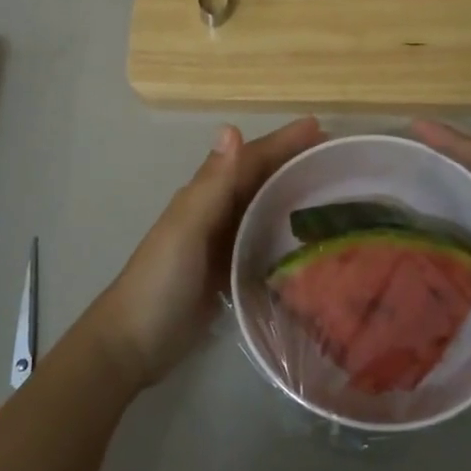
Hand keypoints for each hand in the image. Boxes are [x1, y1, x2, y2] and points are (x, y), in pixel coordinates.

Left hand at [91, 116, 323, 386]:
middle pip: (259, 178)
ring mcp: (221, 243)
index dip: (283, 141)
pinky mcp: (227, 271)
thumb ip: (212, 183)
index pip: (250, 158)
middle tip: (337, 159)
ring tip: (332, 192)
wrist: (134, 343)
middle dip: (293, 163)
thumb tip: (231, 127)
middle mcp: (214, 212)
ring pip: (262, 207)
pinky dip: (283, 232)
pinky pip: (261, 241)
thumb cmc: (160, 281)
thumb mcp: (187, 229)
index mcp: (205, 195)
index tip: (321, 128)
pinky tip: (308, 239)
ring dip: (291, 194)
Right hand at [411, 120, 470, 385]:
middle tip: (395, 160)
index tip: (414, 125)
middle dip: (436, 167)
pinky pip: (461, 256)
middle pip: (469, 184)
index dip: (451, 141)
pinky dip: (439, 247)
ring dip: (433, 205)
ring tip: (393, 199)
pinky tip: (412, 250)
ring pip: (462, 218)